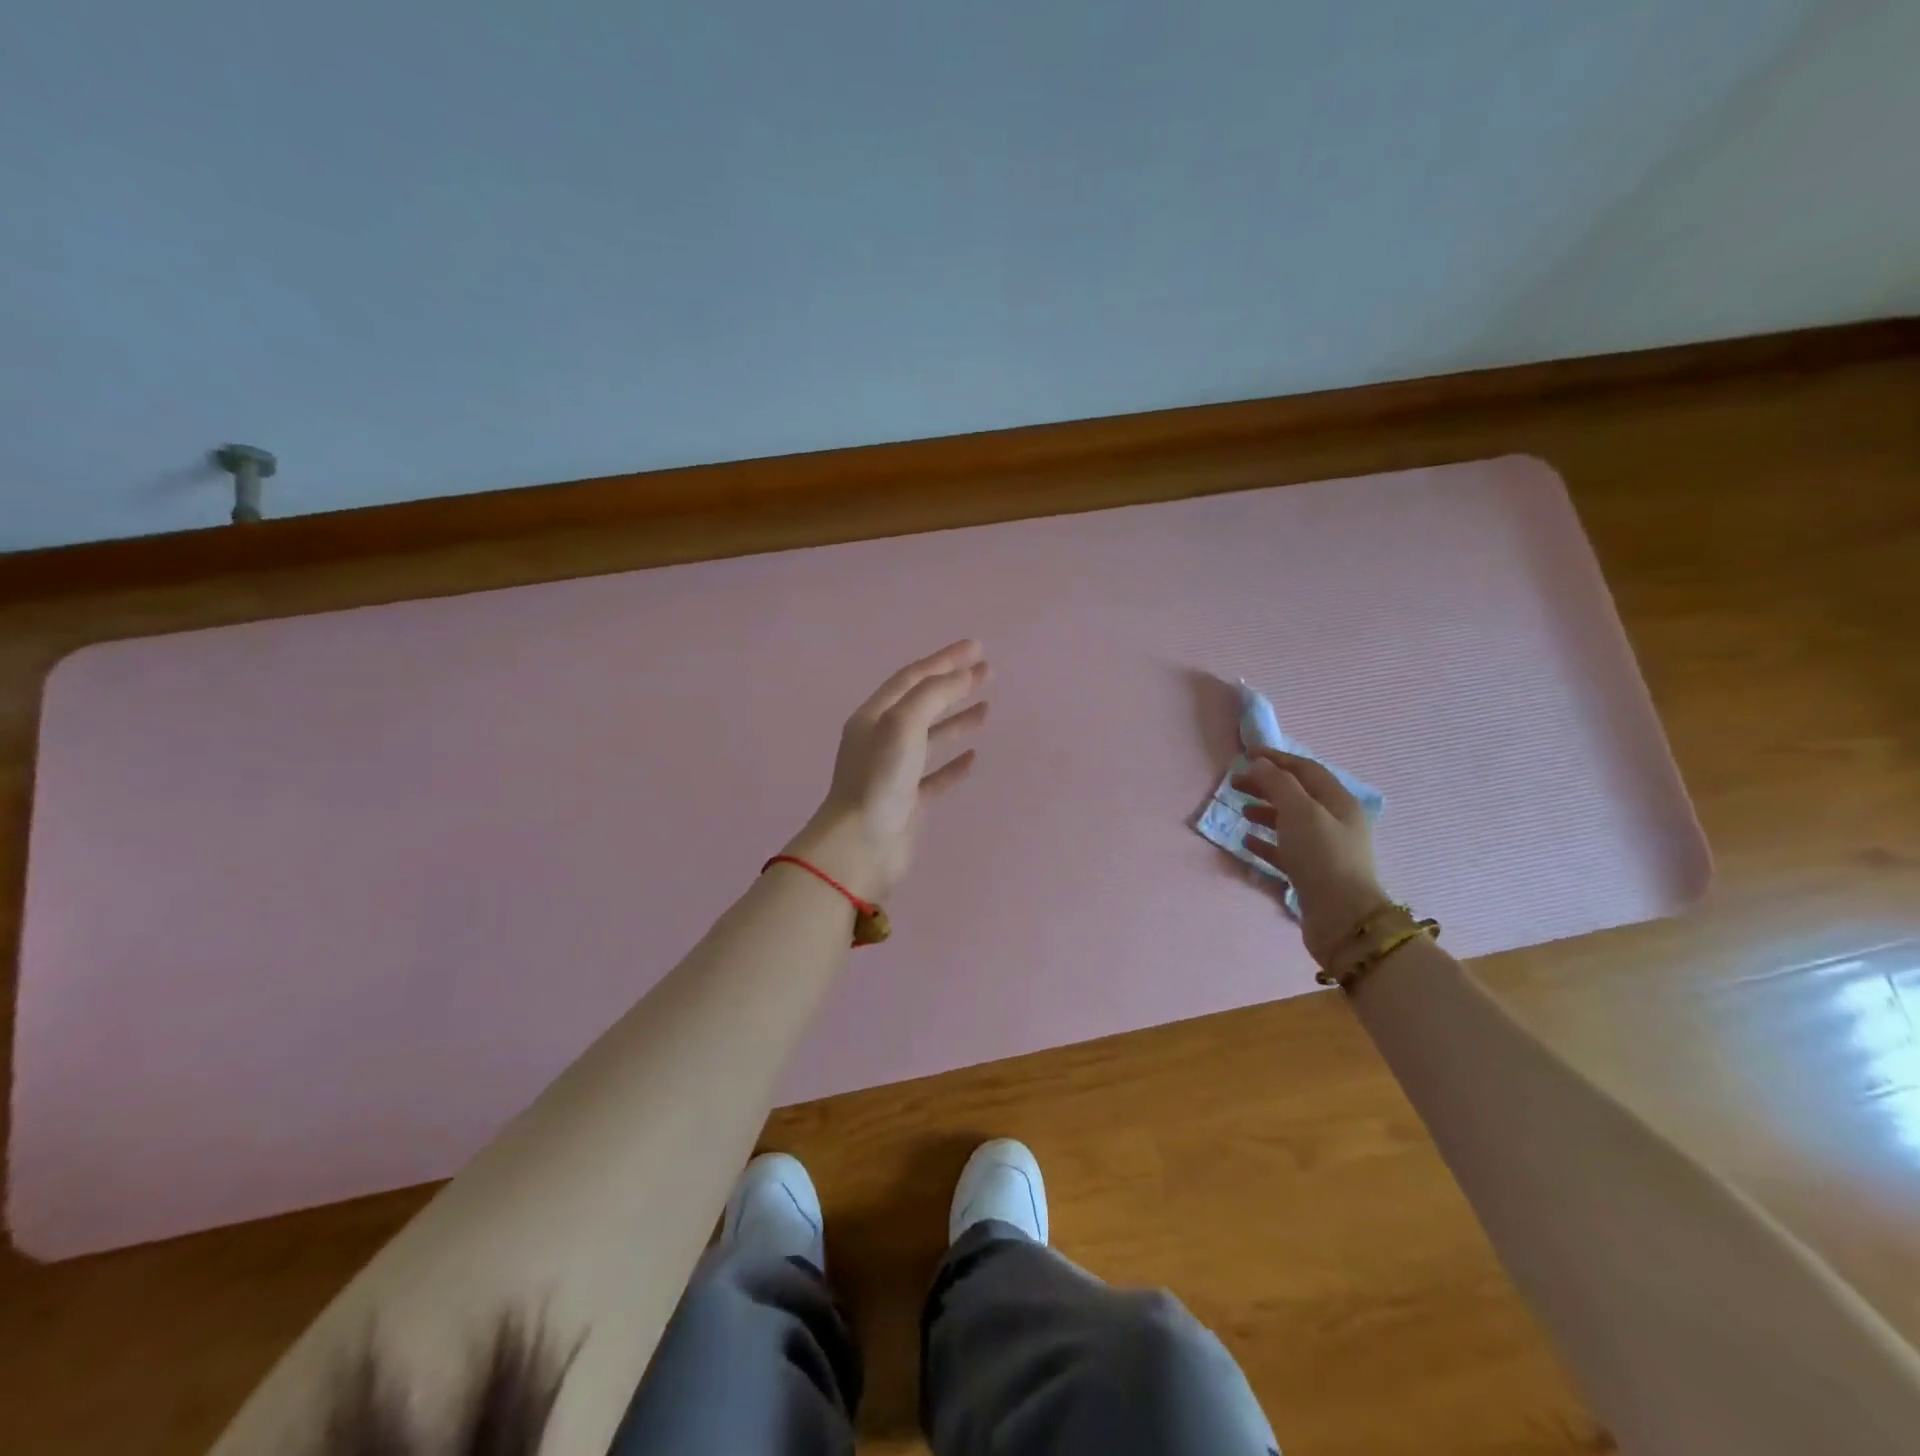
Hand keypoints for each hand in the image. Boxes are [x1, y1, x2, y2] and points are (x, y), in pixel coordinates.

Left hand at [783, 639, 989, 900]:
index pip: (913, 677)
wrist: (861, 845)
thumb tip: (964, 674)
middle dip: (954, 684)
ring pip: (930, 737)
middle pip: (923, 702)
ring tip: (987, 708)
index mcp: (874, 716)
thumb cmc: (879, 779)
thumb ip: (934, 695)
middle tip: (988, 672)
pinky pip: (934, 775)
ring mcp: (894, 771)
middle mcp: (882, 739)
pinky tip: (973, 758)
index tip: (977, 648)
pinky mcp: (908, 801)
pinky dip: (953, 764)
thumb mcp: (904, 724)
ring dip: (957, 720)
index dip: (945, 659)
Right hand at [1231, 750, 1392, 965]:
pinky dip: (1266, 842)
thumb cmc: (1322, 856)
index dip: (1276, 759)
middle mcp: (1334, 822)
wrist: (1342, 918)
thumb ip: (1277, 783)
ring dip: (1265, 811)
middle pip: (1296, 794)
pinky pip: (1285, 850)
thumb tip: (1259, 763)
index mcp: (1338, 802)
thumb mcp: (1299, 811)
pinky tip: (1247, 841)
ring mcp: (1324, 849)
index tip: (1246, 754)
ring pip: (1290, 821)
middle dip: (1266, 784)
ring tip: (1241, 810)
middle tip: (1235, 783)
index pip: (1305, 770)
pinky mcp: (1311, 873)